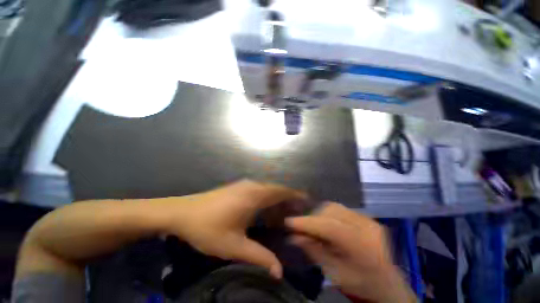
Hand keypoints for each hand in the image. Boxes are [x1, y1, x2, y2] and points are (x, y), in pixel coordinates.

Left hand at [153, 180, 305, 277]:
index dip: (295, 195)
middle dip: (288, 199)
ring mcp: (244, 185)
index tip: (306, 201)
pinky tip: (265, 211)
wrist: (182, 212)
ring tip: (283, 215)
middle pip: (276, 189)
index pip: (281, 191)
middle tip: (296, 213)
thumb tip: (279, 272)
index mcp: (254, 196)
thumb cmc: (208, 228)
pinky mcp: (238, 187)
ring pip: (267, 189)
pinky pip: (258, 190)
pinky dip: (266, 198)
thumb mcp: (234, 246)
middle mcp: (252, 186)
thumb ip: (258, 256)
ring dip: (276, 200)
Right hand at [285, 203, 415, 302]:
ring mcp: (369, 219)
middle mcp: (367, 227)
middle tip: (301, 226)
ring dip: (319, 213)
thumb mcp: (334, 274)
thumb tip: (293, 236)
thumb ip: (314, 251)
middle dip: (312, 217)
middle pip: (331, 211)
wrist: (389, 284)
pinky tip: (325, 222)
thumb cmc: (361, 284)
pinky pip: (341, 208)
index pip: (329, 227)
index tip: (289, 221)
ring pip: (335, 206)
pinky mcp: (367, 217)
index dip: (307, 222)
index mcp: (362, 247)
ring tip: (312, 224)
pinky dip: (328, 213)